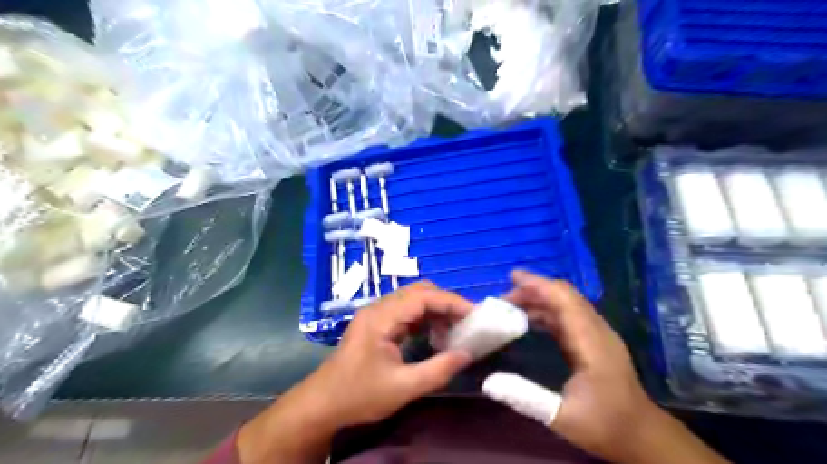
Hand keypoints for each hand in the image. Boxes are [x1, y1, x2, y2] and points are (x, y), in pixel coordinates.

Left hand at [304, 280, 471, 427]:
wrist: (321, 404)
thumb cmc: (359, 395)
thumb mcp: (403, 387)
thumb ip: (438, 370)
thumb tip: (467, 354)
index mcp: (382, 317)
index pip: (423, 296)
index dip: (451, 302)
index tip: (474, 315)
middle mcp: (379, 308)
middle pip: (419, 292)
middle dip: (445, 303)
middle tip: (467, 322)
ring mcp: (376, 314)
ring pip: (413, 300)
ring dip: (436, 311)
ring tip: (455, 330)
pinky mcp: (377, 324)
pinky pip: (406, 312)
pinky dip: (424, 319)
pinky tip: (435, 335)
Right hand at [500, 270, 725, 463]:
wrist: (643, 436)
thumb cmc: (605, 426)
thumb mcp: (562, 417)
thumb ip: (526, 398)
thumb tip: (488, 382)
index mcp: (591, 343)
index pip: (564, 300)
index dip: (538, 285)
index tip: (512, 277)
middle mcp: (597, 331)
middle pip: (565, 296)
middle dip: (534, 289)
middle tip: (504, 297)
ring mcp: (598, 334)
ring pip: (568, 303)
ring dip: (540, 299)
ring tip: (511, 305)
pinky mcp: (595, 341)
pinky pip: (569, 315)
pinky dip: (547, 311)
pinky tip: (530, 320)